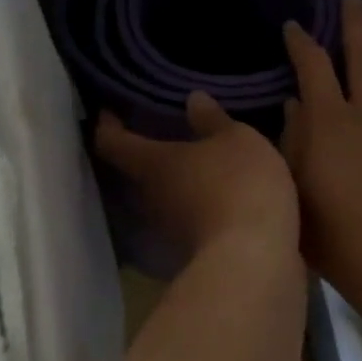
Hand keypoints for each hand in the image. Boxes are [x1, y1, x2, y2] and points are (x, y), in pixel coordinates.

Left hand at [96, 92, 299, 260]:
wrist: (254, 261)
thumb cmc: (238, 185)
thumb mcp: (237, 140)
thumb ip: (213, 120)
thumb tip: (192, 99)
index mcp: (150, 163)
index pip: (110, 140)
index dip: (107, 123)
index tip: (111, 110)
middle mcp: (147, 198)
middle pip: (132, 172)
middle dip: (143, 153)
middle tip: (158, 132)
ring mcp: (166, 231)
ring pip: (159, 198)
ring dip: (171, 183)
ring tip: (192, 163)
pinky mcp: (191, 252)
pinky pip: (185, 220)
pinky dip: (193, 206)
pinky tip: (214, 196)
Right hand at [281, 0, 361, 315]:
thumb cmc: (331, 231)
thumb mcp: (292, 186)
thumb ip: (289, 142)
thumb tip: (290, 107)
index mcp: (330, 120)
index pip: (313, 65)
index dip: (301, 42)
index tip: (292, 24)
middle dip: (354, 24)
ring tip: (350, 63)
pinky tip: (359, 128)